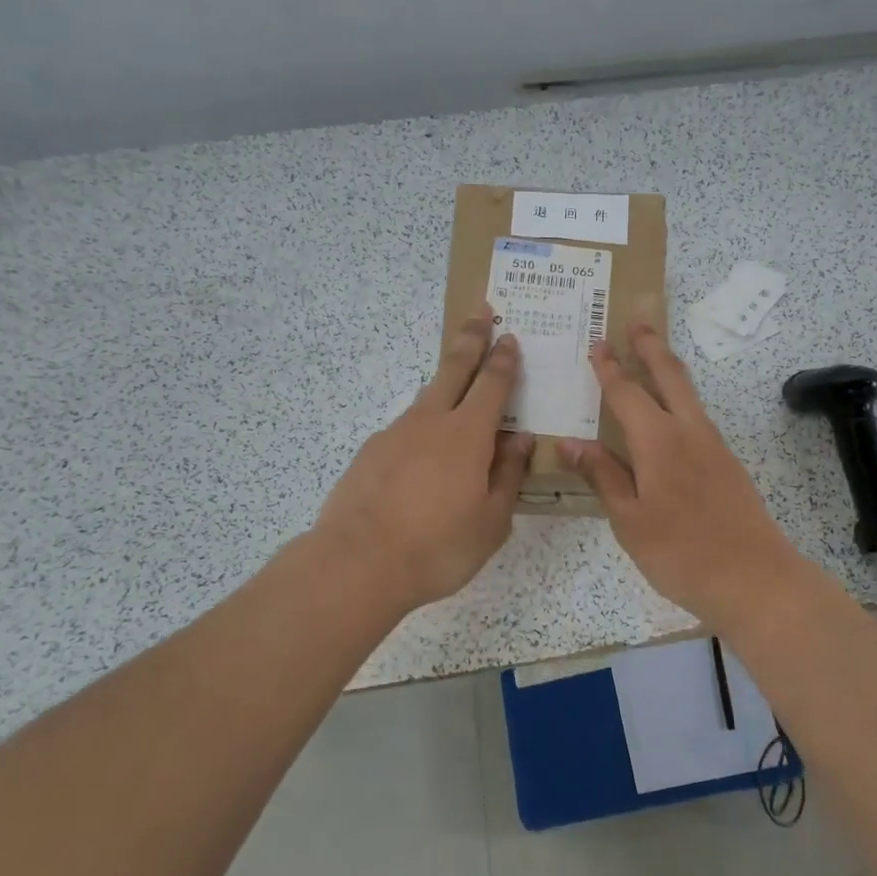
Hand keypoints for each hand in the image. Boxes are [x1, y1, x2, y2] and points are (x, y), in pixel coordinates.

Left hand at [316, 309, 533, 612]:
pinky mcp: (369, 453)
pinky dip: (419, 433)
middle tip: (480, 312)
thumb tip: (519, 440)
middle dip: (470, 339)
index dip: (503, 359)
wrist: (357, 563)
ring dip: (444, 387)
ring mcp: (394, 434)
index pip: (492, 384)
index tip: (509, 337)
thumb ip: (508, 475)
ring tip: (456, 396)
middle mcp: (430, 421)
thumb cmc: (438, 546)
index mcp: (468, 434)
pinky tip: (420, 462)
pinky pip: (404, 432)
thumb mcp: (491, 520)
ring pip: (426, 400)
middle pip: (454, 369)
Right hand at [556, 323, 809, 627]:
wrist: (755, 579)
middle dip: (651, 346)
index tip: (597, 343)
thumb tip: (570, 442)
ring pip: (689, 393)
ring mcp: (714, 445)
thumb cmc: (681, 553)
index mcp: (658, 441)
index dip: (608, 368)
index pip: (626, 393)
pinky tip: (672, 414)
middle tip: (638, 321)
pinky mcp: (728, 463)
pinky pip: (698, 415)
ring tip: (654, 354)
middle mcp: (689, 431)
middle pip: (669, 375)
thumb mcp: (629, 520)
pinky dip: (681, 398)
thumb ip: (603, 476)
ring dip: (669, 367)